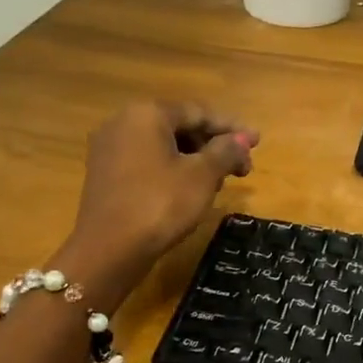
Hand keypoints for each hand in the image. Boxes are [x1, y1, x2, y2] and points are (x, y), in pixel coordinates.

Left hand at [63, 102, 257, 289]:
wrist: (109, 250)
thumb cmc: (160, 204)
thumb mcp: (202, 176)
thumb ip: (226, 151)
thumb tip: (242, 139)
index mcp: (147, 114)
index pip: (198, 112)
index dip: (232, 127)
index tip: (257, 142)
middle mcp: (123, 123)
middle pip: (180, 127)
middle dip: (214, 146)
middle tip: (241, 168)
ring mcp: (109, 149)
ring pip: (164, 146)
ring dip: (196, 160)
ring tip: (219, 184)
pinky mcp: (105, 174)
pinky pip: (147, 162)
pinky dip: (173, 170)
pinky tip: (190, 191)